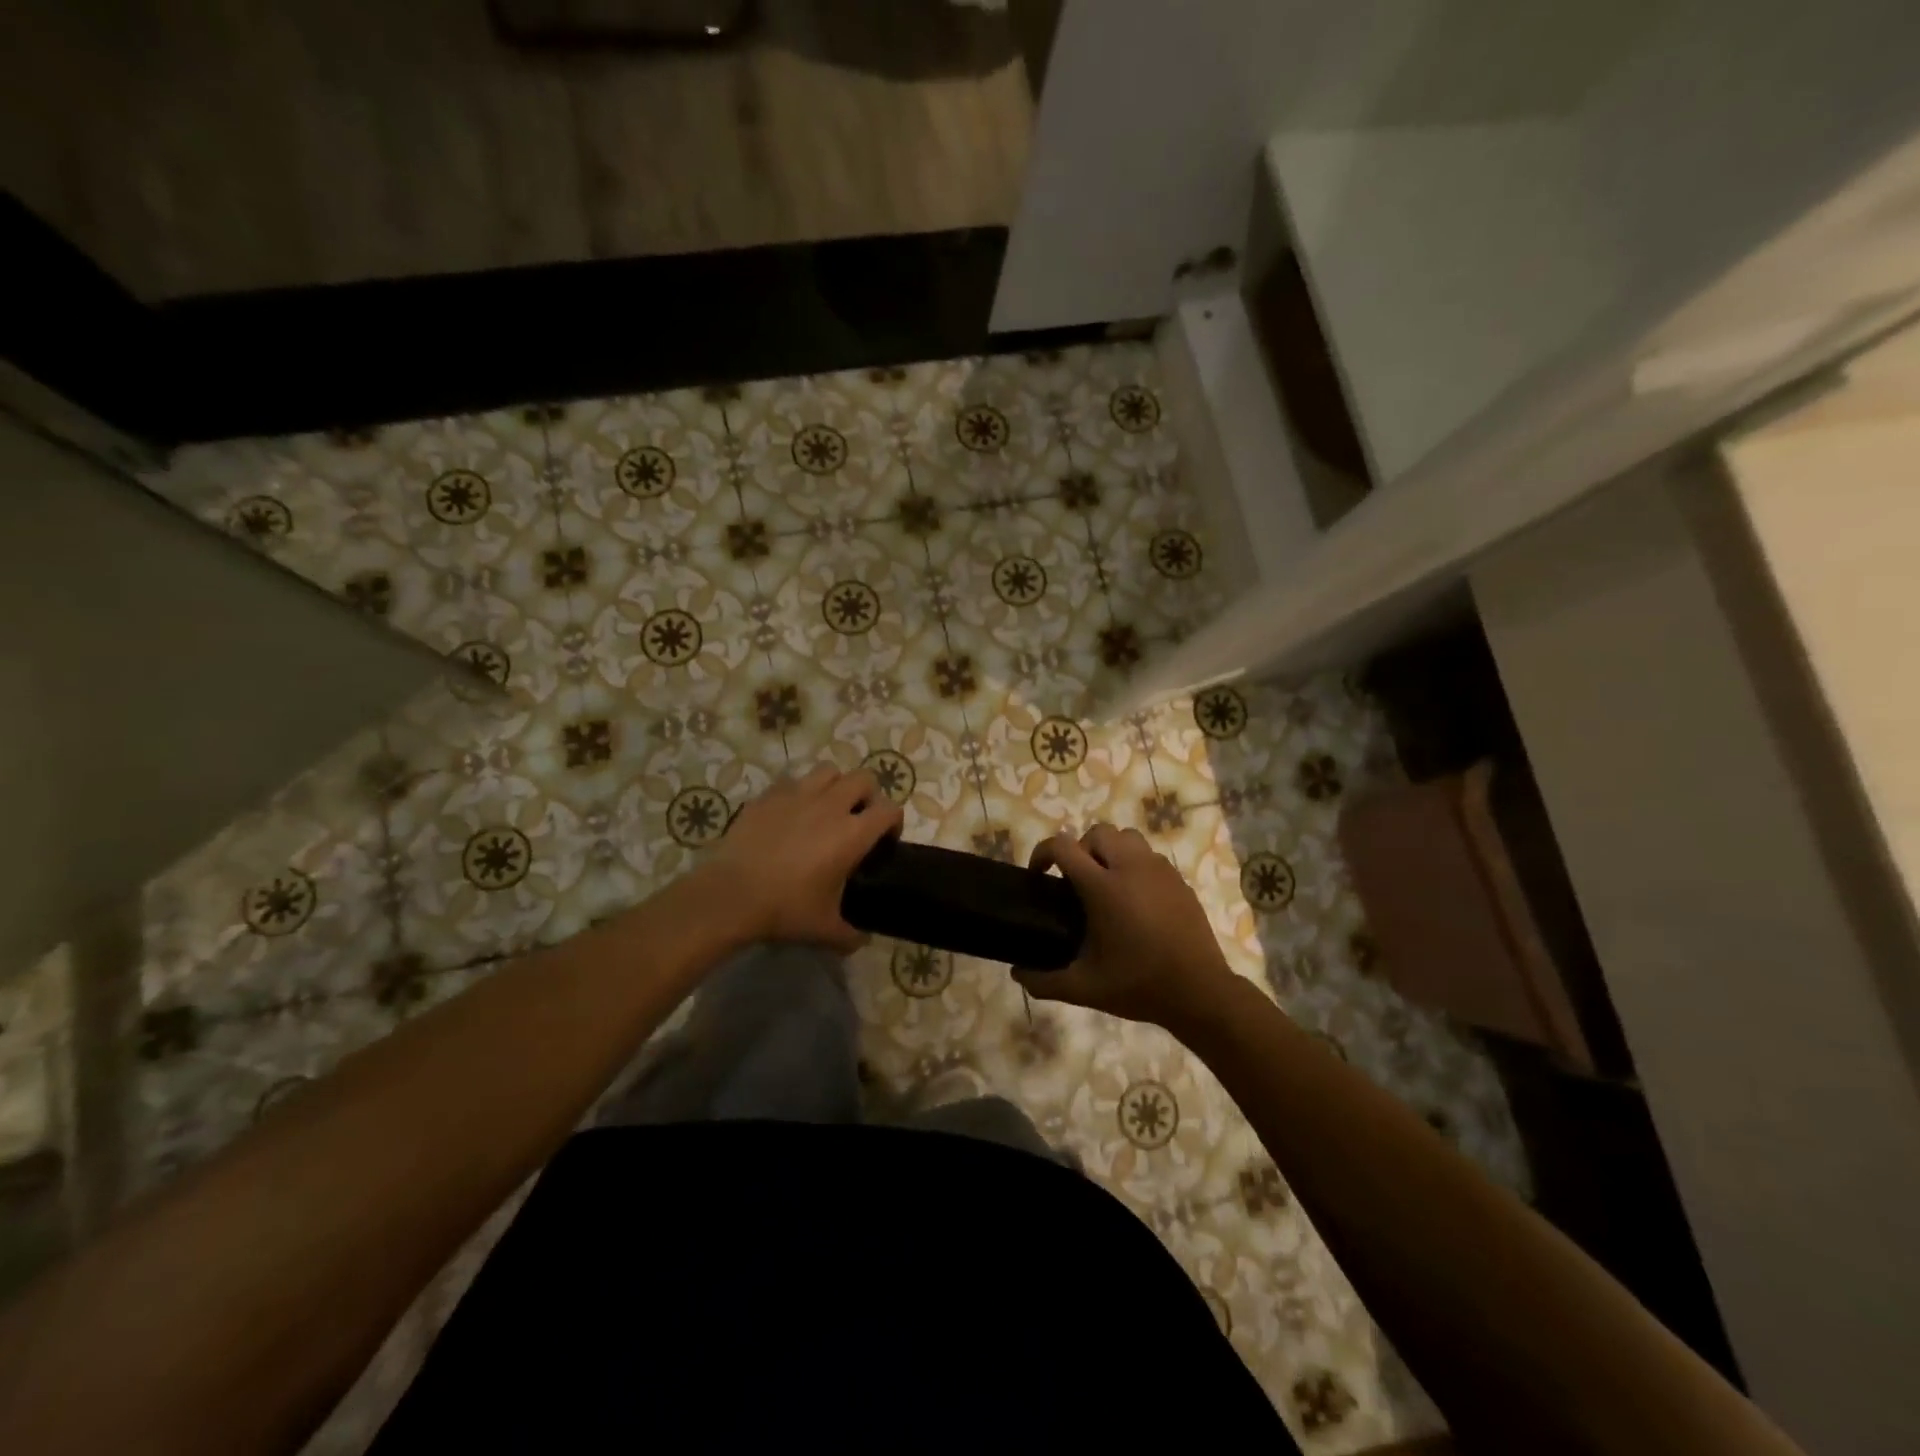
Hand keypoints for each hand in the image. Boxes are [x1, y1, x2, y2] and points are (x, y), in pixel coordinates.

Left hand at [698, 765, 903, 951]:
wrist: (731, 895)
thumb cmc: (785, 909)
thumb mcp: (824, 930)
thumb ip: (850, 935)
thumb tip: (860, 940)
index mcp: (852, 834)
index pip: (890, 810)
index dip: (894, 822)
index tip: (886, 841)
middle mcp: (831, 805)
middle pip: (864, 779)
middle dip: (869, 796)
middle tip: (859, 820)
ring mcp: (797, 794)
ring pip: (829, 772)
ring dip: (836, 786)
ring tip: (827, 809)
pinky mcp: (769, 795)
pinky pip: (793, 781)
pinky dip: (800, 793)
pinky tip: (791, 814)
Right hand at [1014, 824, 1242, 1031]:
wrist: (1199, 992)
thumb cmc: (1138, 985)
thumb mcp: (1084, 988)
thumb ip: (1044, 981)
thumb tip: (1017, 974)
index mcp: (1103, 887)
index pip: (1064, 846)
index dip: (1043, 853)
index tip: (1039, 874)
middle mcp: (1131, 867)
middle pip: (1098, 833)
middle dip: (1081, 849)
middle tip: (1076, 882)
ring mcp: (1159, 870)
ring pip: (1128, 838)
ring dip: (1110, 851)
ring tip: (1107, 884)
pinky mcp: (1179, 880)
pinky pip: (1150, 857)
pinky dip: (1135, 865)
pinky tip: (1136, 899)